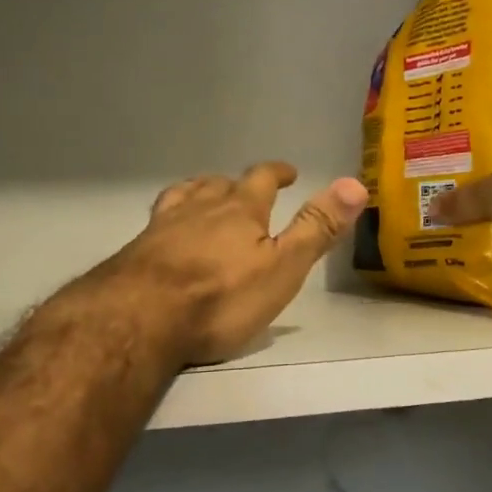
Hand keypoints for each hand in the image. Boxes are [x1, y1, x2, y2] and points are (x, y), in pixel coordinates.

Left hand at [107, 164, 368, 364]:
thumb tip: (355, 183)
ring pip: (185, 195)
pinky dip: (169, 216)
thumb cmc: (220, 297)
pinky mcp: (136, 249)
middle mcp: (200, 207)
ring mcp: (163, 226)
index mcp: (240, 210)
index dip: (276, 172)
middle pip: (219, 183)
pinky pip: (157, 219)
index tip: (288, 172)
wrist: (139, 318)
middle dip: (237, 183)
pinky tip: (165, 231)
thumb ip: (317, 227)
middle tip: (247, 187)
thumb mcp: (282, 268)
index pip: (261, 178)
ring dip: (200, 190)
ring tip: (205, 193)